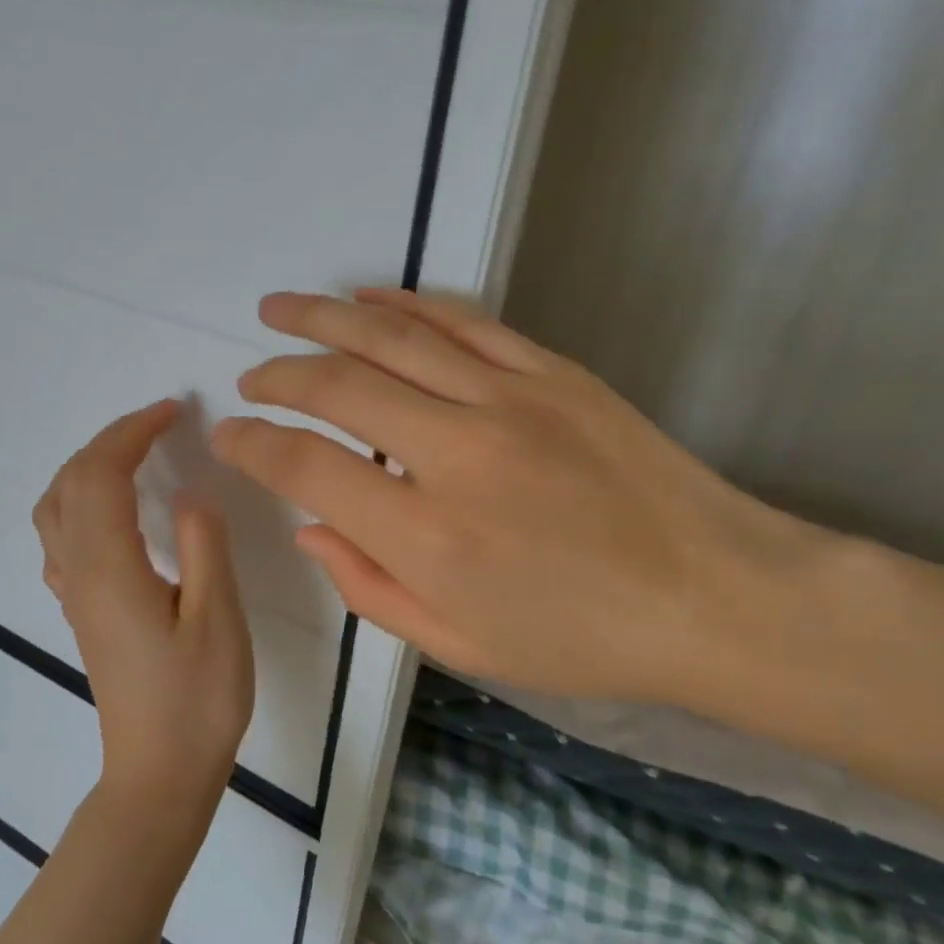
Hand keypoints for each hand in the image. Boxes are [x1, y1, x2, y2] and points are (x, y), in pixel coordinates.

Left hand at [33, 399, 253, 823]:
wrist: (159, 774)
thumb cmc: (198, 700)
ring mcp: (74, 593)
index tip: (173, 410)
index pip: (104, 473)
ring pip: (55, 507)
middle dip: (111, 439)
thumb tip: (190, 492)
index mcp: (111, 566)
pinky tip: (110, 512)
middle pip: (72, 481)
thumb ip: (203, 546)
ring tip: (131, 454)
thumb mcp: (218, 619)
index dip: (134, 432)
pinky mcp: (81, 612)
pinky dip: (78, 501)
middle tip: (159, 422)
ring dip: (87, 466)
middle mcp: (80, 571)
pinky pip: (60, 537)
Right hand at [211, 289, 814, 706]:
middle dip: (279, 375)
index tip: (229, 435)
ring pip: (392, 338)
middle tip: (251, 374)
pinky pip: (463, 322)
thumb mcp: (461, 644)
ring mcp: (509, 401)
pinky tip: (368, 298)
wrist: (713, 596)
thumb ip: (370, 587)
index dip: (254, 446)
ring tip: (280, 307)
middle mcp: (456, 454)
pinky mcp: (552, 373)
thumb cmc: (581, 639)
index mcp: (427, 537)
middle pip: (338, 388)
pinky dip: (406, 305)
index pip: (307, 469)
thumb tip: (310, 527)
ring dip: (324, 318)